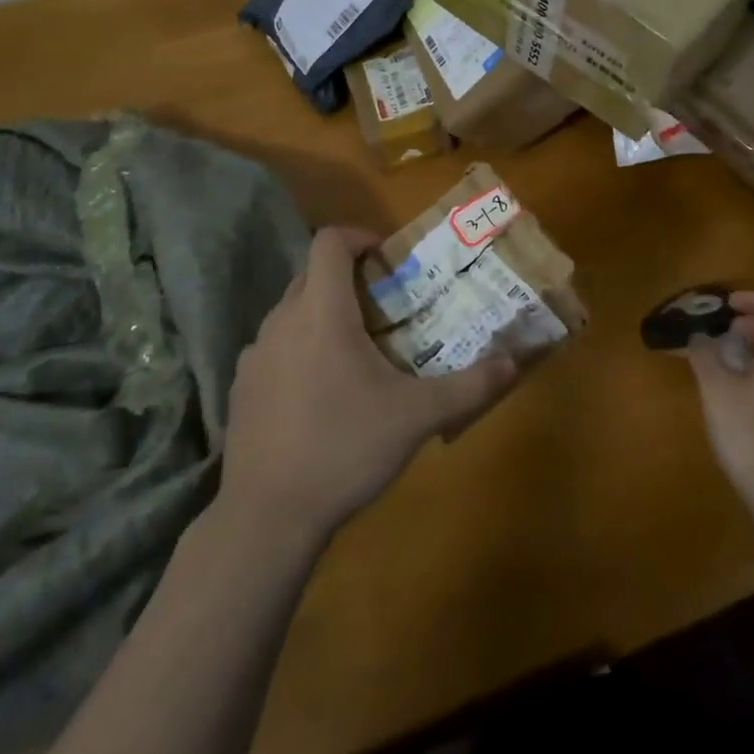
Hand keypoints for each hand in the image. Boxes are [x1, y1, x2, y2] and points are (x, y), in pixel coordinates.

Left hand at [219, 226, 520, 541]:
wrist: (266, 517)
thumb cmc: (344, 449)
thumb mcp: (417, 417)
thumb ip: (469, 385)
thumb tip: (512, 362)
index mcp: (321, 313)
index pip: (329, 241)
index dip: (359, 236)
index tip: (388, 258)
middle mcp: (281, 321)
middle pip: (312, 274)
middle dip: (349, 278)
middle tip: (387, 306)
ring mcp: (255, 355)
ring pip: (292, 311)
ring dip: (324, 314)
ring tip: (359, 351)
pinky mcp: (241, 388)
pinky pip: (276, 347)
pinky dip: (301, 348)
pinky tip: (322, 393)